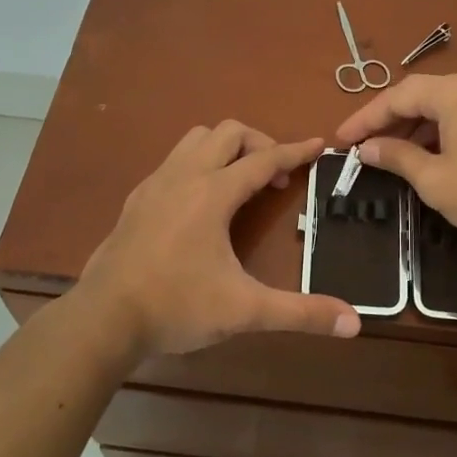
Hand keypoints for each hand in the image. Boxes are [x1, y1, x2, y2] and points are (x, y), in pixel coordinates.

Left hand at [75, 121, 360, 365]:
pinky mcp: (136, 199)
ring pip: (196, 139)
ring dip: (225, 149)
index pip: (264, 159)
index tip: (319, 145)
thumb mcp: (244, 311)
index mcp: (213, 193)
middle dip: (260, 144)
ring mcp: (155, 184)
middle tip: (276, 178)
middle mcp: (184, 176)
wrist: (103, 318)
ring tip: (241, 182)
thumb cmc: (176, 307)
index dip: (296, 151)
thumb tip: (354, 323)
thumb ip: (301, 313)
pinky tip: (202, 202)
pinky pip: (174, 160)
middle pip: (228, 133)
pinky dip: (199, 164)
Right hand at [334, 73, 456, 244]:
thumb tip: (367, 148)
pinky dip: (438, 131)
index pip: (397, 96)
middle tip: (361, 145)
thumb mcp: (433, 179)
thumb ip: (396, 157)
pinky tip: (426, 154)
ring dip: (413, 126)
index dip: (365, 118)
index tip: (341, 139)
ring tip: (388, 152)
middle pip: (419, 95)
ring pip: (441, 106)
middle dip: (388, 120)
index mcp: (453, 92)